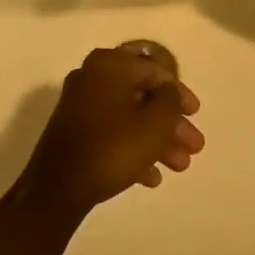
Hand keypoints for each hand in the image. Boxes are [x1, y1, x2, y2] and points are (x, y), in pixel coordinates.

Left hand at [17, 47, 204, 219]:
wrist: (59, 189)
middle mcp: (92, 78)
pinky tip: (151, 177)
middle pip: (143, 97)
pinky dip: (133, 150)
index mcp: (111, 65)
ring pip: (129, 118)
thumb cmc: (114, 146)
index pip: (156, 71)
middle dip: (171, 124)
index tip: (196, 114)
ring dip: (157, 140)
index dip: (180, 93)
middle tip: (193, 146)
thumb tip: (168, 92)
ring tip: (180, 166)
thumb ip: (170, 99)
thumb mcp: (156, 121)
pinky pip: (111, 134)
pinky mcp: (73, 133)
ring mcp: (79, 106)